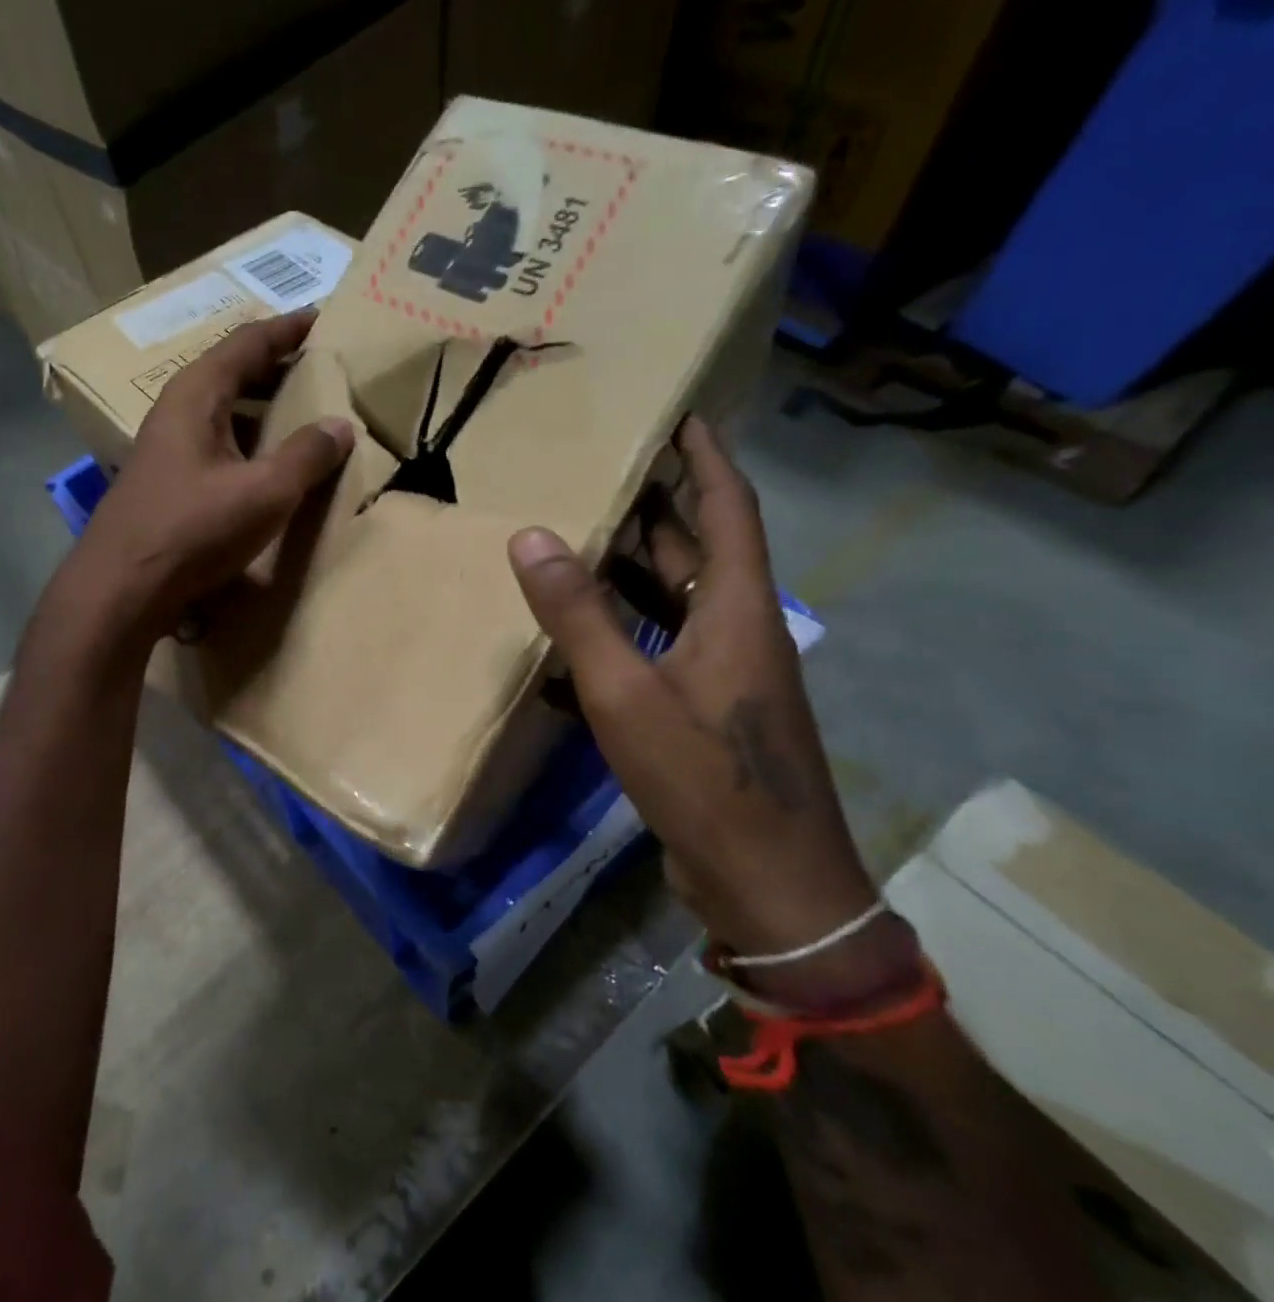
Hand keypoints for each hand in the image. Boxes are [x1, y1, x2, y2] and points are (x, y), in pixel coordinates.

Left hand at [60, 312, 354, 647]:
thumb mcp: (263, 492)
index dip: (287, 330)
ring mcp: (167, 447)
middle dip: (276, 366)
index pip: (247, 343)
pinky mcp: (167, 481)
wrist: (122, 587)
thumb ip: (306, 456)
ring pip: (222, 410)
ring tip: (301, 409)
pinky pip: (216, 442)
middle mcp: (176, 411)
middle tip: (319, 366)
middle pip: (232, 372)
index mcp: (196, 395)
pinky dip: (247, 438)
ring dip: (261, 405)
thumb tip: (340, 427)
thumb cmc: (193, 529)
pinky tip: (265, 461)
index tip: (322, 319)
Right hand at [508, 418, 880, 970]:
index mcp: (737, 611)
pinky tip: (582, 632)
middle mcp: (739, 632)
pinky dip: (628, 627)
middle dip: (660, 507)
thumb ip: (578, 615)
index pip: (728, 510)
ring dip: (639, 567)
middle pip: (701, 551)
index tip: (680, 417)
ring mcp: (727, 676)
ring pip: (679, 600)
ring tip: (583, 537)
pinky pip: (665, 646)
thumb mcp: (626, 694)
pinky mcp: (710, 712)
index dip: (706, 460)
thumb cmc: (704, 780)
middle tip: (605, 472)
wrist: (769, 884)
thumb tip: (532, 537)